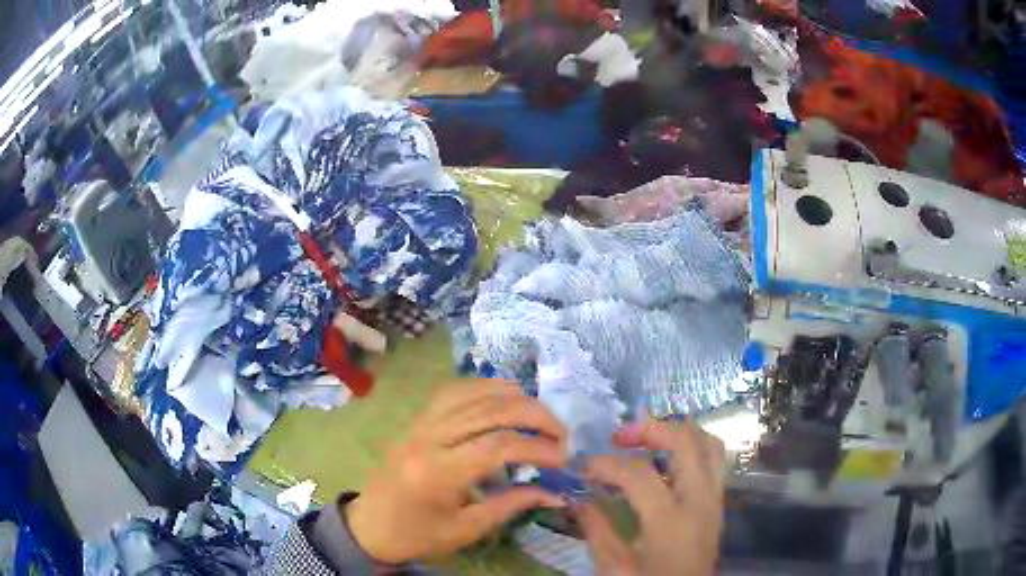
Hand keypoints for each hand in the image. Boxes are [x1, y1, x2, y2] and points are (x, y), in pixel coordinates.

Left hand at [346, 379, 569, 563]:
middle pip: (489, 410)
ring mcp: (418, 423)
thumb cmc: (416, 535)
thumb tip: (555, 493)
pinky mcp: (416, 419)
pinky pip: (453, 392)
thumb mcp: (466, 530)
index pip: (497, 446)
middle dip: (534, 416)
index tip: (564, 458)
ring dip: (512, 396)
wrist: (369, 525)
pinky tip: (504, 397)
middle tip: (561, 433)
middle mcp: (427, 438)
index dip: (537, 448)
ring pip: (472, 392)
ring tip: (541, 413)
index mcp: (437, 472)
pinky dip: (484, 388)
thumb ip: (511, 505)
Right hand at [577, 419, 725, 575]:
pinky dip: (692, 448)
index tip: (583, 466)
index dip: (606, 463)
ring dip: (679, 433)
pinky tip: (669, 461)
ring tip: (649, 438)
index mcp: (670, 520)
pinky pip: (714, 461)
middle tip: (621, 435)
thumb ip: (597, 530)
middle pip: (685, 442)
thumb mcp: (615, 568)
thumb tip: (577, 499)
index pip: (639, 473)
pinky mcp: (719, 503)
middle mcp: (699, 501)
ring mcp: (715, 499)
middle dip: (650, 429)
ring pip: (709, 444)